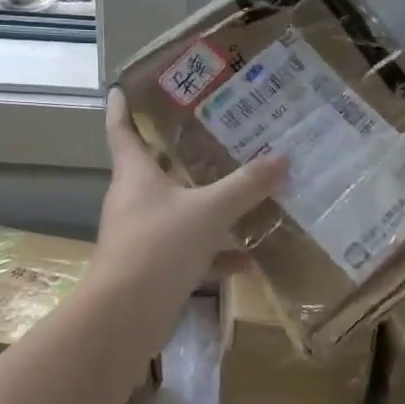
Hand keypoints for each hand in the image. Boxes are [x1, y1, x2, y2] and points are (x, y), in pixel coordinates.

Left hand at [93, 87, 286, 304]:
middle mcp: (133, 200)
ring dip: (205, 206)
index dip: (122, 108)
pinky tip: (246, 259)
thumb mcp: (210, 211)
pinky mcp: (152, 268)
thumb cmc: (160, 246)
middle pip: (154, 168)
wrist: (126, 316)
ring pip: (176, 211)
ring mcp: (141, 235)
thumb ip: (245, 186)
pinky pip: (187, 250)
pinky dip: (213, 253)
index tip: (122, 87)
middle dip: (180, 153)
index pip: (122, 130)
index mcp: (135, 174)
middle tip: (211, 134)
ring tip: (240, 194)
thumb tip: (282, 158)